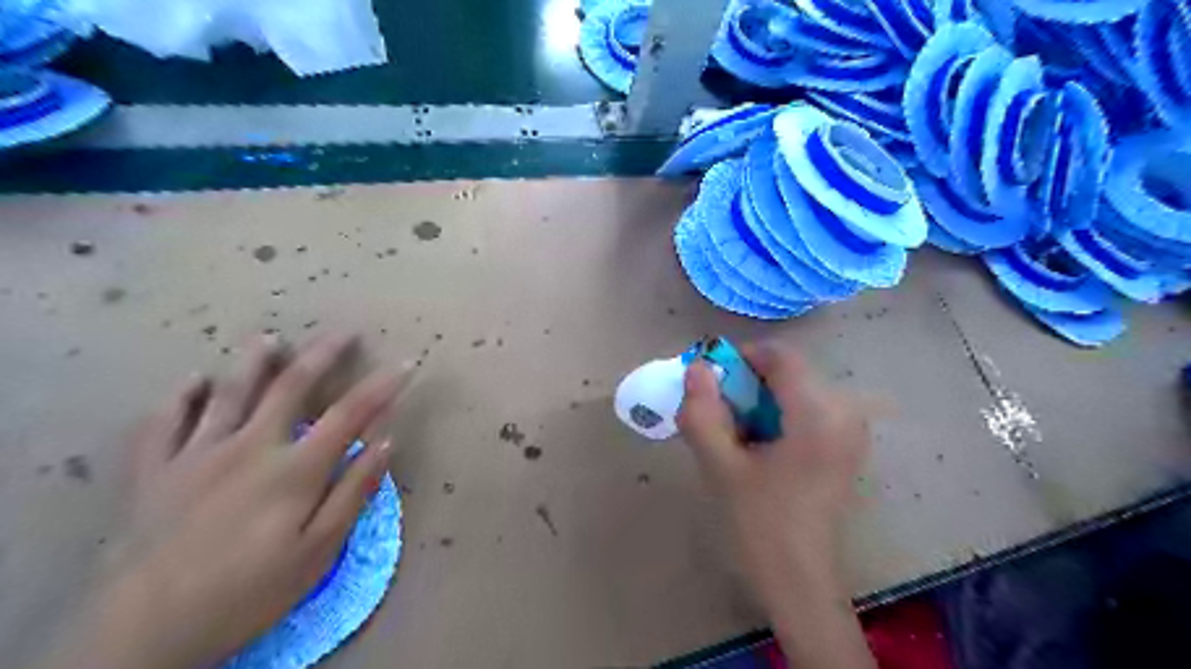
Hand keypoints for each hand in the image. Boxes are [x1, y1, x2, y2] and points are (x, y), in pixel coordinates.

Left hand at [40, 338, 411, 667]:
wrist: (143, 632)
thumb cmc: (247, 592)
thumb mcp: (318, 551)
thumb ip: (354, 491)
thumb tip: (386, 441)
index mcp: (294, 469)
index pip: (349, 414)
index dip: (381, 387)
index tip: (404, 365)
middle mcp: (248, 446)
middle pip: (291, 387)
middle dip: (322, 355)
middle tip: (342, 333)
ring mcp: (196, 454)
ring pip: (229, 392)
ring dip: (254, 361)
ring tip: (269, 338)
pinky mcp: (153, 471)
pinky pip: (164, 421)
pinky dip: (181, 396)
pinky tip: (194, 381)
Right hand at [679, 343, 872, 668]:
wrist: (801, 583)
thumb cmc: (760, 526)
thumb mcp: (721, 467)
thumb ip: (703, 412)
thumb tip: (696, 367)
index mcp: (819, 414)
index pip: (780, 356)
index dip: (741, 357)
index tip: (712, 383)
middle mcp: (845, 412)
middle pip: (789, 372)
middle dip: (748, 385)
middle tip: (719, 417)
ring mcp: (851, 429)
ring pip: (796, 390)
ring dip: (761, 402)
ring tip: (737, 437)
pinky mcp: (848, 445)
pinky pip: (808, 409)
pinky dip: (778, 416)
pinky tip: (760, 449)